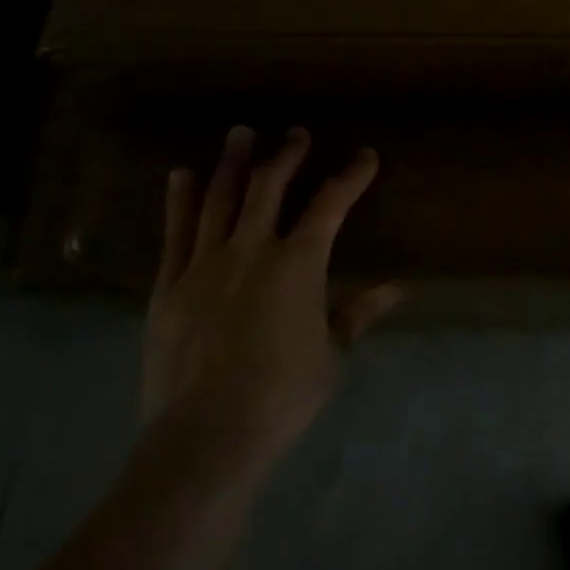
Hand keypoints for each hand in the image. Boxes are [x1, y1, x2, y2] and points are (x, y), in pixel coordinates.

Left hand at [143, 126, 402, 465]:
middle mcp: (251, 250)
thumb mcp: (333, 354)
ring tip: (240, 132)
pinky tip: (180, 174)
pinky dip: (179, 200)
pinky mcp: (168, 286)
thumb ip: (359, 312)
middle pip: (270, 187)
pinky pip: (175, 233)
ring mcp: (204, 264)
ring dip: (233, 163)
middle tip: (296, 133)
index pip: (331, 204)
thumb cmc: (282, 395)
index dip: (351, 176)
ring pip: (220, 199)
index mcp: (298, 263)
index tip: (365, 156)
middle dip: (287, 156)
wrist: (205, 436)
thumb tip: (400, 287)